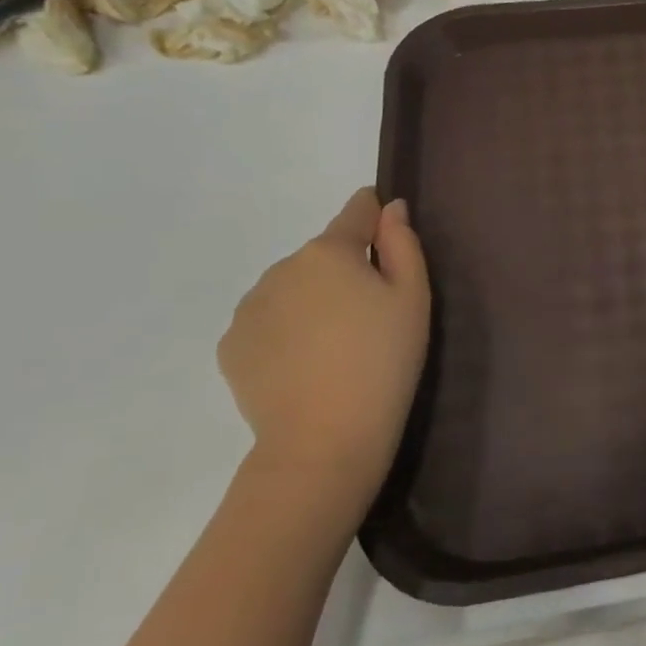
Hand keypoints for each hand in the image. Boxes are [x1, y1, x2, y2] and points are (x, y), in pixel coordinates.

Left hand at [219, 188, 430, 520]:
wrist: (325, 438)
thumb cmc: (384, 360)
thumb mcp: (413, 297)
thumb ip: (403, 243)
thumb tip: (391, 208)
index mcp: (329, 251)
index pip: (355, 211)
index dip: (376, 216)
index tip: (389, 238)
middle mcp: (281, 268)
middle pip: (323, 255)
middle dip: (345, 271)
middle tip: (371, 317)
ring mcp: (249, 308)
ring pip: (292, 288)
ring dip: (313, 301)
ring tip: (337, 347)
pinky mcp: (231, 346)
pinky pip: (268, 322)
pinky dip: (287, 332)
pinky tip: (307, 365)